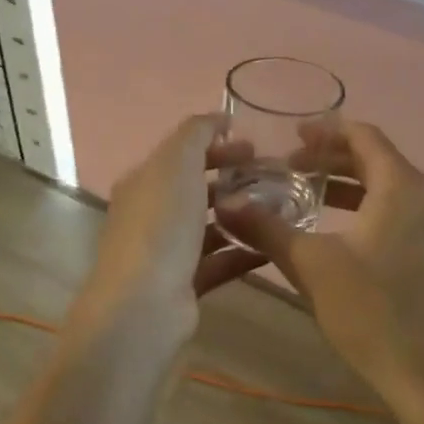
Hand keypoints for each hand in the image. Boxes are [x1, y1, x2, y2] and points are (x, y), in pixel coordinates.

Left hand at [66, 115, 266, 351]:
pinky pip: (219, 261)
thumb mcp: (176, 163)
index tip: (254, 146)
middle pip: (195, 188)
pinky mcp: (184, 285)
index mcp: (144, 182)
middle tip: (273, 177)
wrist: (143, 305)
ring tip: (280, 209)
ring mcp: (166, 252)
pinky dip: (244, 252)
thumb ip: (195, 133)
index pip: (181, 154)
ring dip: (241, 215)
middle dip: (232, 179)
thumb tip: (217, 117)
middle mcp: (151, 214)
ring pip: (209, 226)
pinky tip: (274, 246)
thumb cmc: (160, 225)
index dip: (216, 144)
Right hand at [216, 120, 423, 415]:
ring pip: (383, 188)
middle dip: (330, 158)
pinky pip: (392, 213)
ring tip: (302, 193)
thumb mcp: (311, 265)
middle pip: (374, 159)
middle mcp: (422, 199)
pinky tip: (331, 232)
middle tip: (288, 165)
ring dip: (343, 185)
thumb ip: (267, 228)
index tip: (292, 134)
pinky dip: (360, 208)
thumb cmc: (372, 310)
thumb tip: (225, 204)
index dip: (327, 130)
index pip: (364, 136)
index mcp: (400, 187)